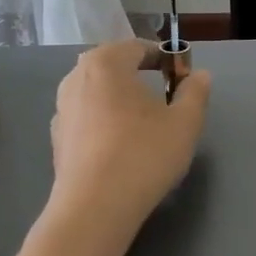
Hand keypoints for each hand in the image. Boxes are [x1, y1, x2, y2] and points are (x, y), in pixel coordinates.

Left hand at [49, 40, 210, 232]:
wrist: (95, 208)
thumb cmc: (144, 154)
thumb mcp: (185, 122)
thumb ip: (195, 93)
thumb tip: (199, 76)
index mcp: (105, 63)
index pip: (138, 48)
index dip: (165, 59)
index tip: (183, 79)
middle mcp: (75, 79)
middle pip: (114, 68)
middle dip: (140, 77)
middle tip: (166, 100)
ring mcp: (61, 110)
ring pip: (98, 94)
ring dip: (121, 101)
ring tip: (145, 125)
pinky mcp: (57, 140)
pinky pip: (88, 119)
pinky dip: (106, 124)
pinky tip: (122, 148)